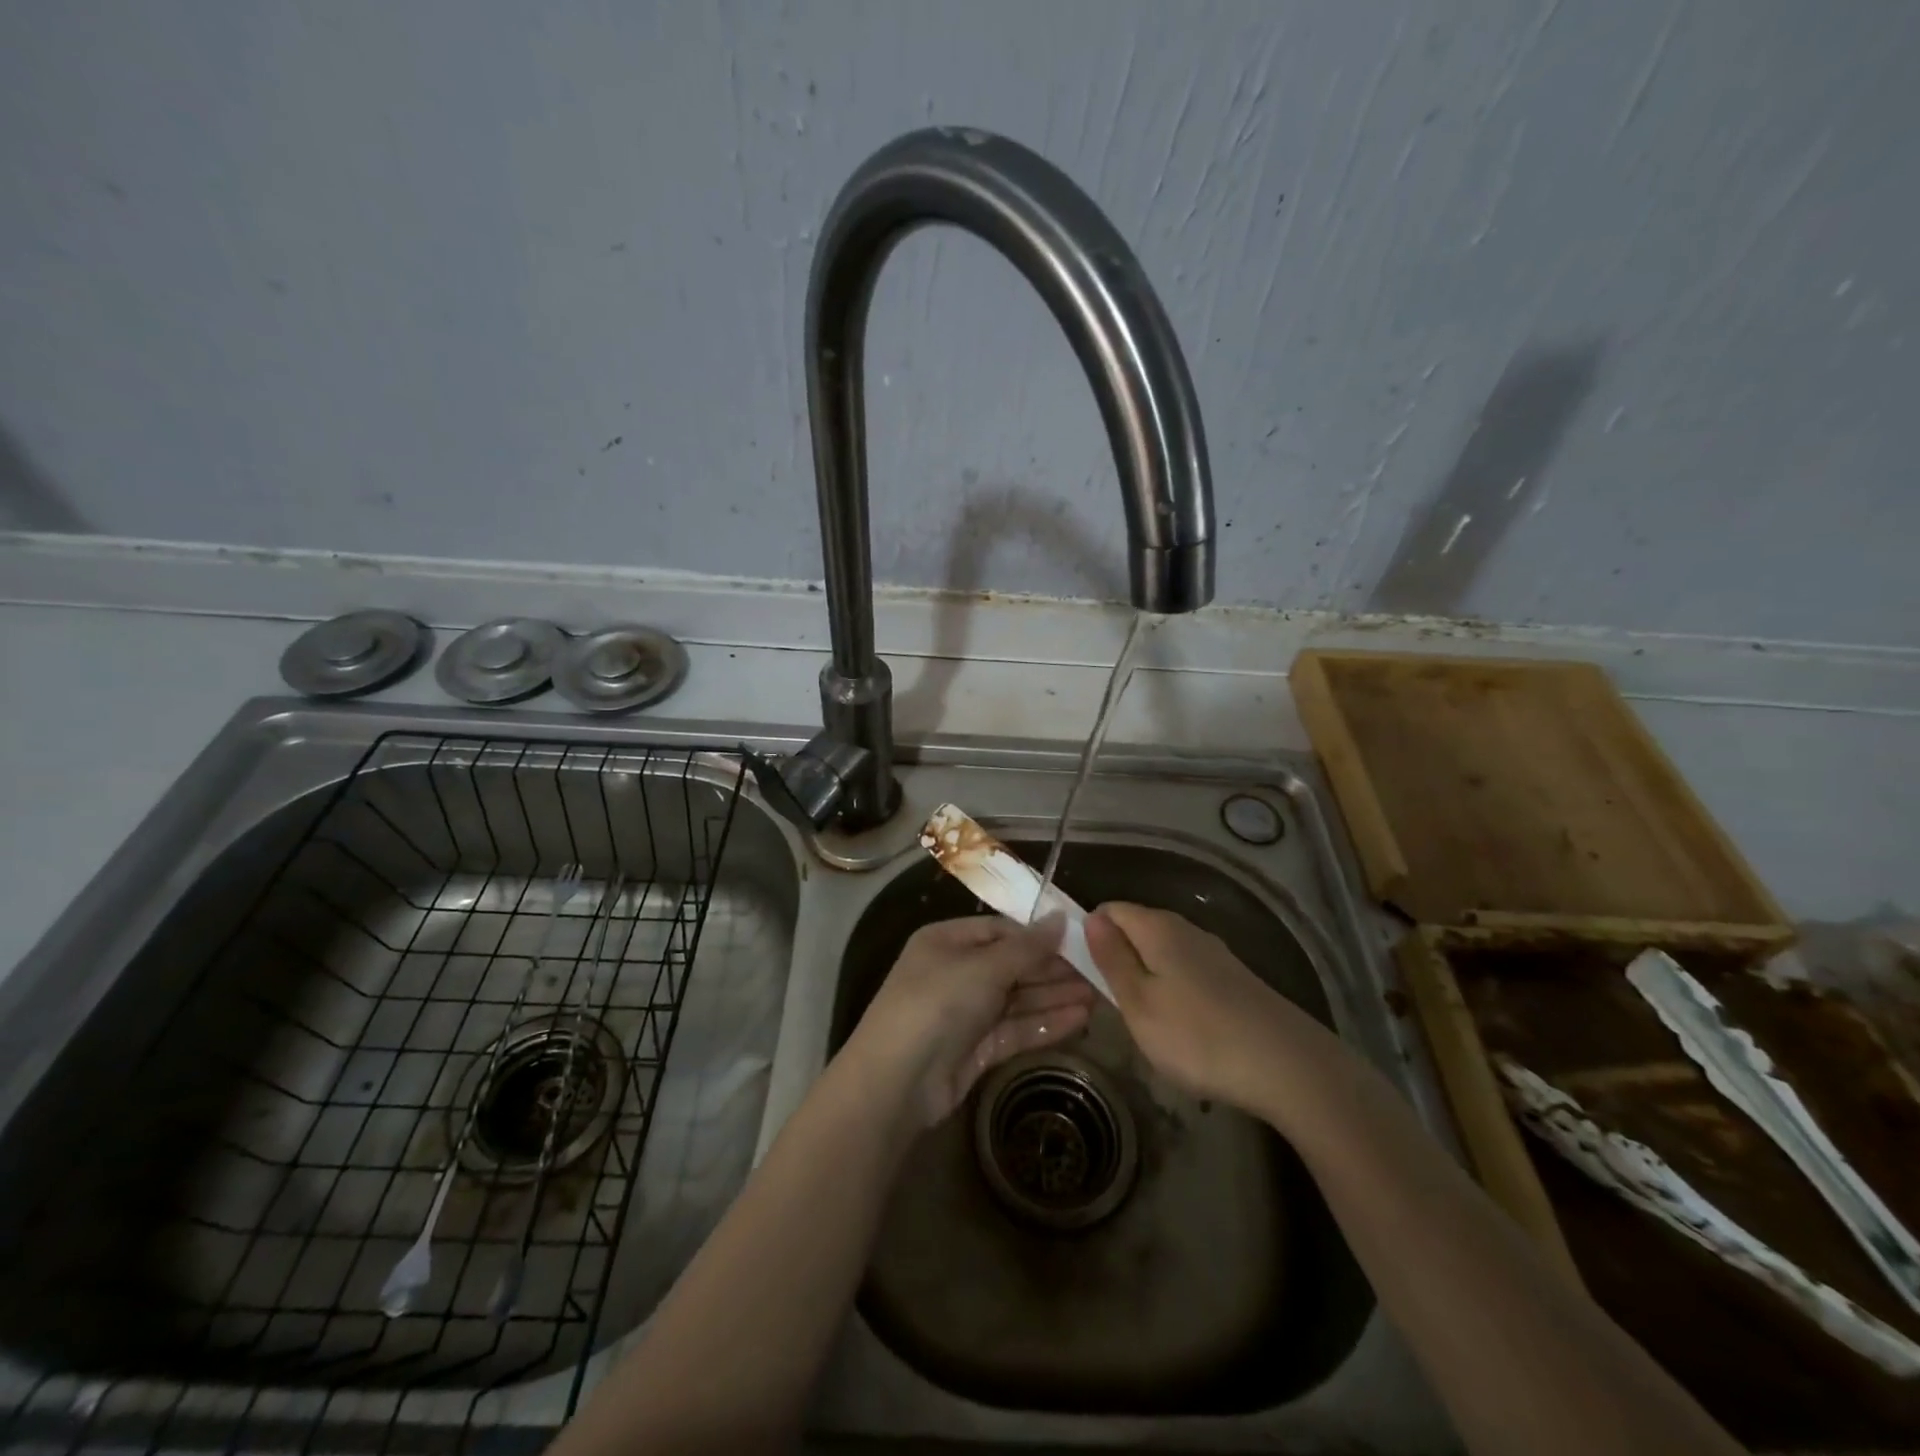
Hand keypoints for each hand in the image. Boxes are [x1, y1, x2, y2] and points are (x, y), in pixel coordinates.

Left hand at [845, 915, 1097, 1129]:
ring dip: (1055, 997)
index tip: (1081, 939)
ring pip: (1018, 999)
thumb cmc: (937, 1004)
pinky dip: (1045, 1023)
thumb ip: (1027, 947)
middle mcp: (956, 972)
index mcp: (948, 941)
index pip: (1001, 931)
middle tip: (1100, 971)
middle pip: (1013, 965)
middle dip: (1053, 969)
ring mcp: (966, 1012)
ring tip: (1100, 996)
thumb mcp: (983, 967)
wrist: (897, 1082)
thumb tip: (1061, 917)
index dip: (1040, 935)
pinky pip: (1016, 1028)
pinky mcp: (976, 1048)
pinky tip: (1079, 1019)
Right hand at [1086, 902, 1316, 1113]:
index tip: (1081, 972)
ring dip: (1145, 975)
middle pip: (1137, 928)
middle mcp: (1186, 928)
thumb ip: (1112, 959)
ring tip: (1142, 1019)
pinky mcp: (1234, 978)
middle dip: (1117, 956)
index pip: (1110, 910)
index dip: (1089, 933)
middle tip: (1109, 1002)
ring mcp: (1214, 953)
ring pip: (1163, 951)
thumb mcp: (1139, 1004)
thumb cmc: (1198, 1036)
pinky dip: (1173, 989)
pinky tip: (1181, 1025)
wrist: (1288, 1066)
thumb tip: (1091, 919)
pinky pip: (1187, 970)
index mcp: (1157, 928)